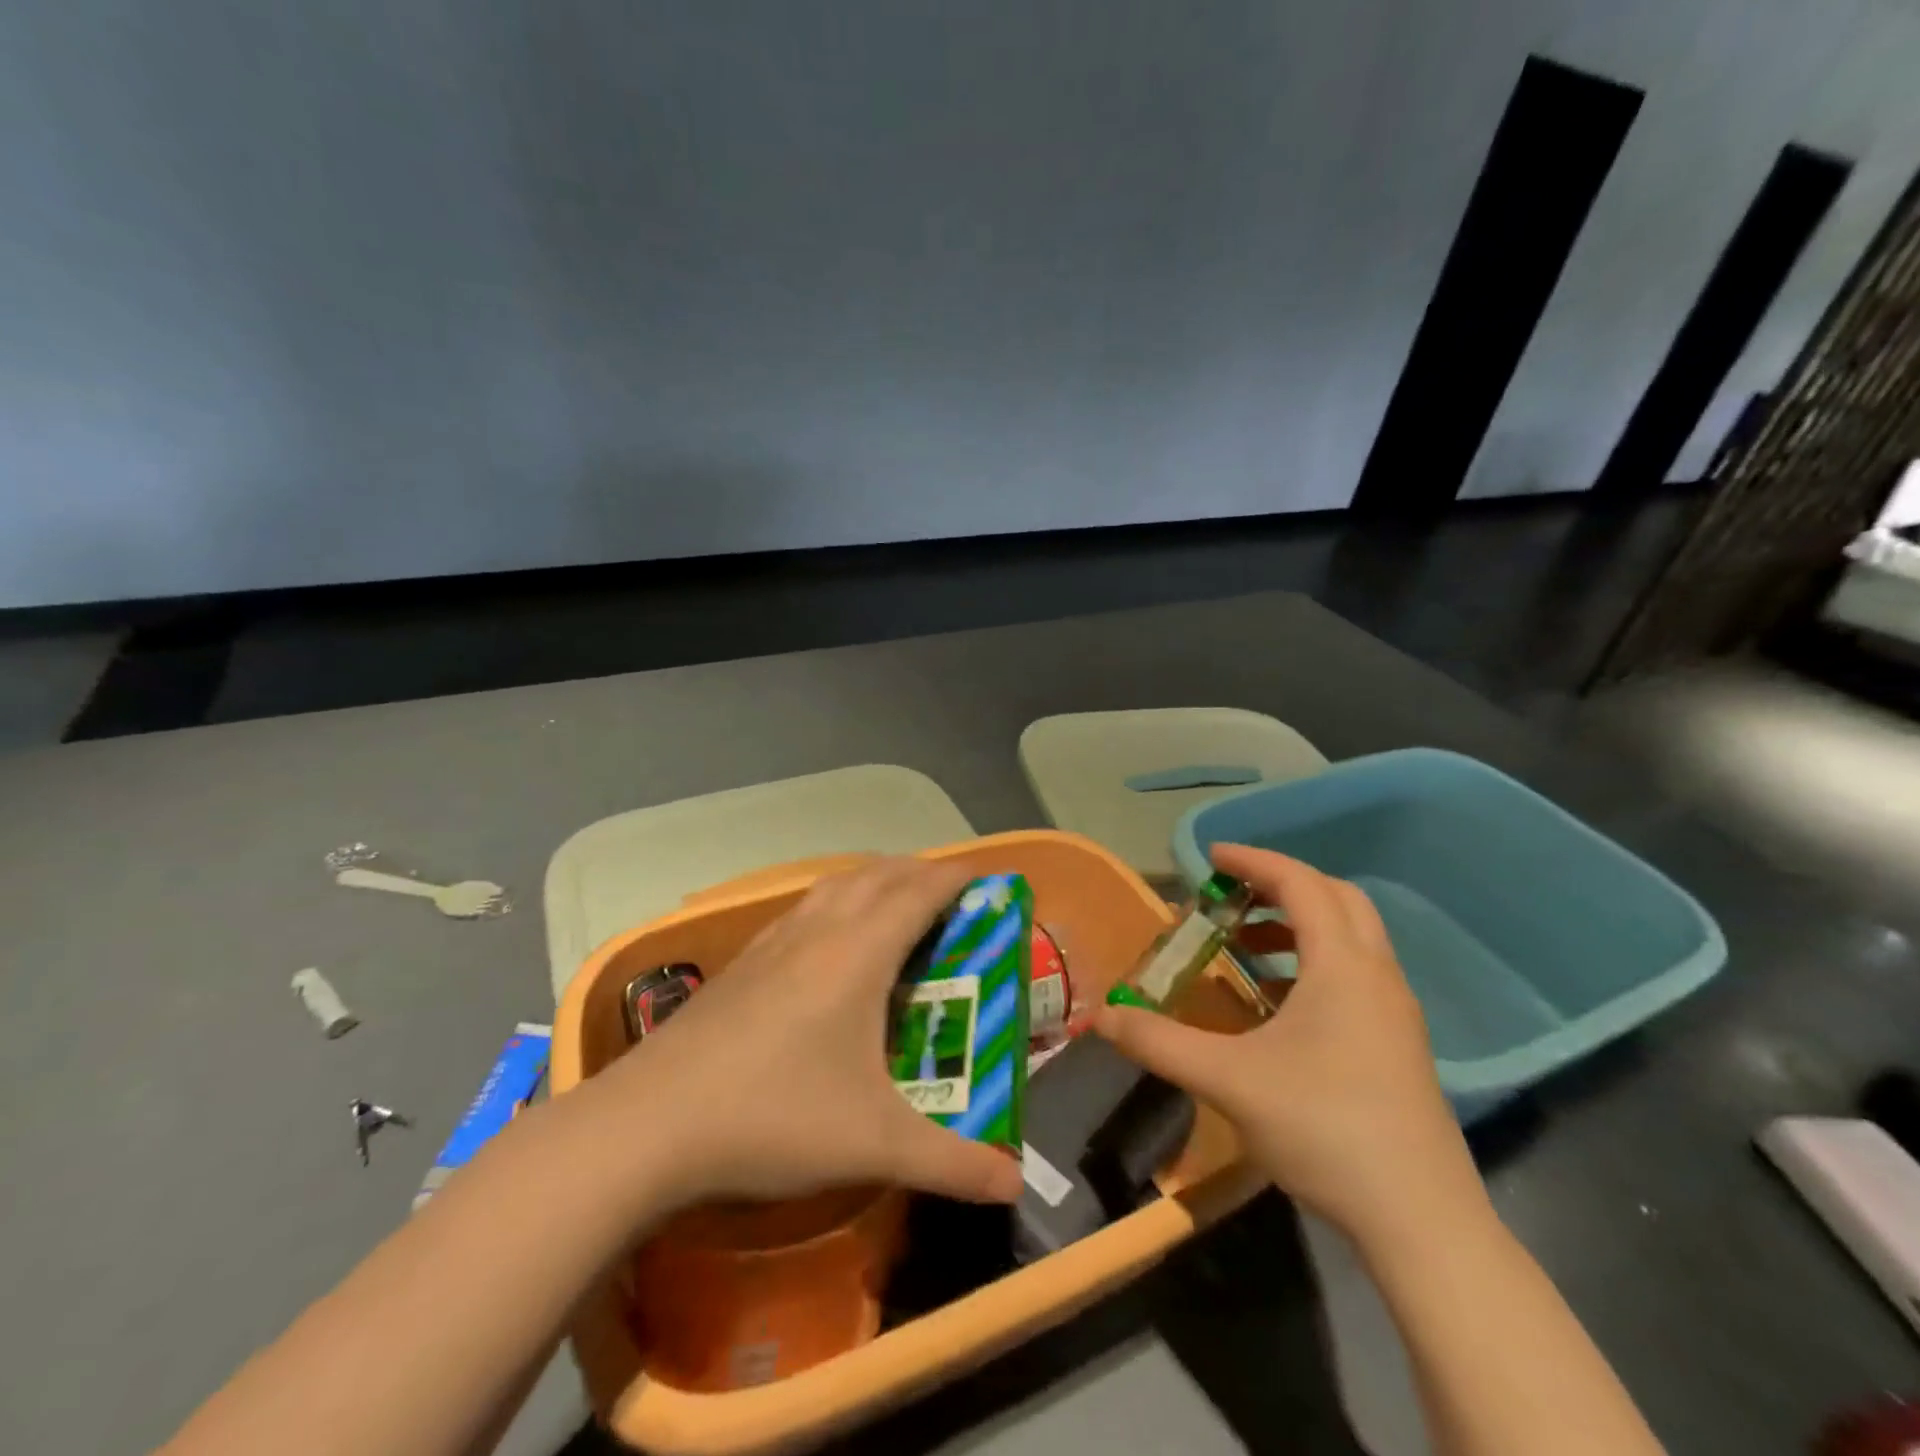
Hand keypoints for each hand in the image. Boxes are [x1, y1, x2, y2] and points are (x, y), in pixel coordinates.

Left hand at [590, 856, 1024, 1210]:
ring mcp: (773, 942)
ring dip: (874, 880)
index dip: (956, 878)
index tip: (987, 880)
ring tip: (895, 903)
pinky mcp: (741, 963)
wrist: (647, 1125)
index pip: (919, 892)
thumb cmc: (774, 1117)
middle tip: (950, 895)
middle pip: (878, 875)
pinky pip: (803, 908)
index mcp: (859, 952)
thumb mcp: (874, 1144)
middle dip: (920, 872)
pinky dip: (835, 901)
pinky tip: (826, 939)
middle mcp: (819, 930)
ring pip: (835, 885)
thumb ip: (951, 1163)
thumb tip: (1015, 1183)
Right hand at [1094, 844, 1482, 1243]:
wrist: (1422, 1222)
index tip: (1210, 858)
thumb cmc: (1324, 1128)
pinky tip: (1275, 1005)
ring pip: (1350, 938)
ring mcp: (1396, 1012)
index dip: (1253, 861)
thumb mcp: (1227, 1079)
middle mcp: (1377, 975)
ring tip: (1242, 947)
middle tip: (1231, 895)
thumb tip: (1101, 1019)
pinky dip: (1312, 965)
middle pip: (1336, 898)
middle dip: (1281, 886)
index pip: (1300, 883)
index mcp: (1342, 965)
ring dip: (1297, 926)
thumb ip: (1158, 1042)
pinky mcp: (1399, 1045)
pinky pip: (1355, 975)